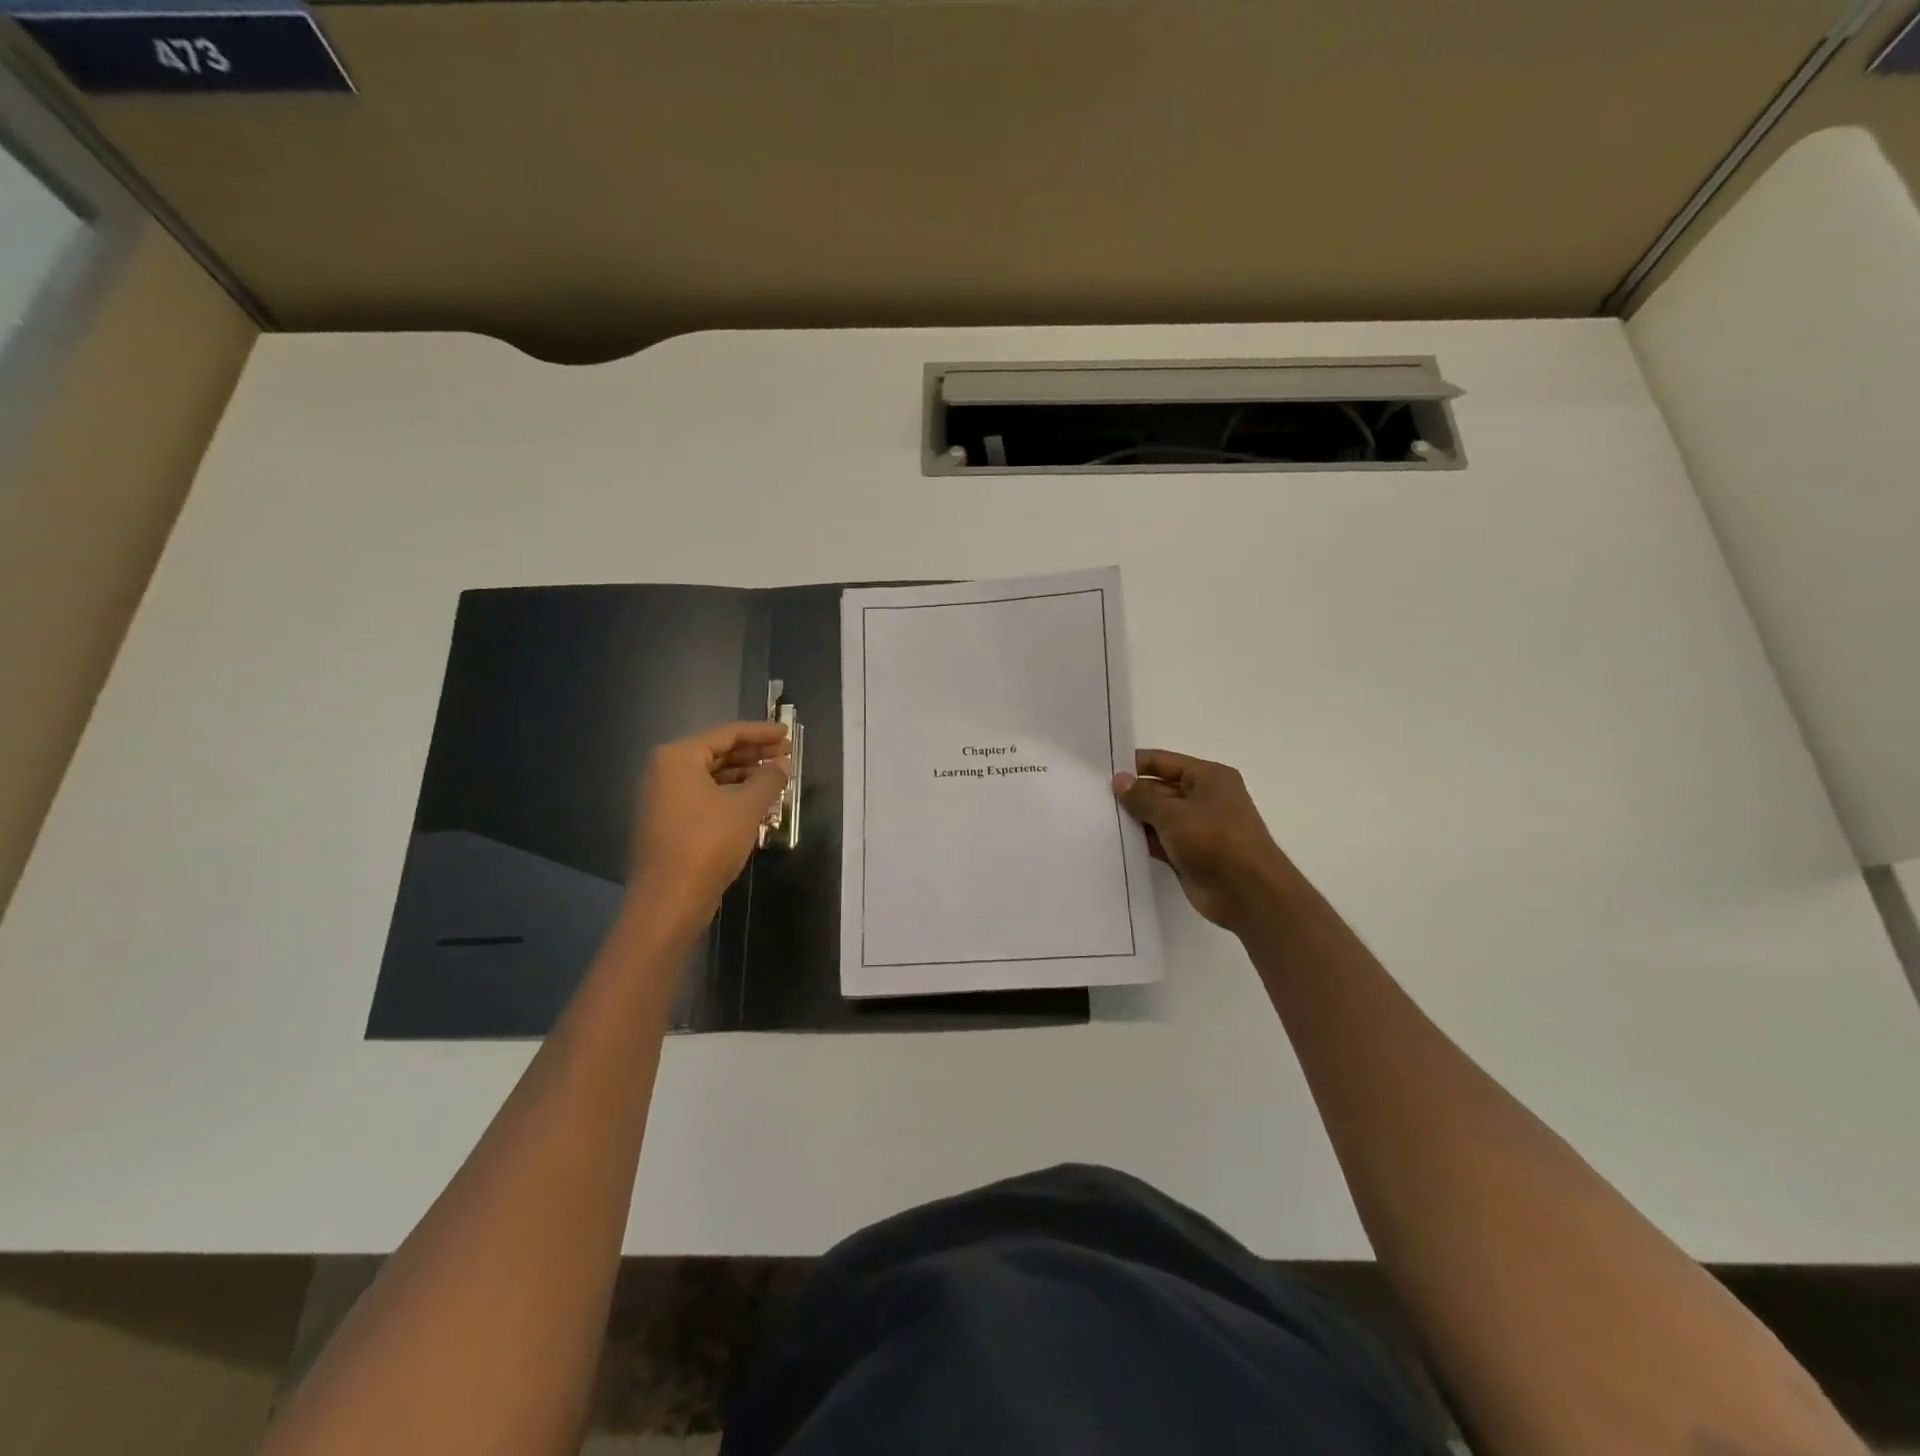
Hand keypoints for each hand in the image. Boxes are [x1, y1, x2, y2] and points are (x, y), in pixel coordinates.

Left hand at [625, 721, 789, 931]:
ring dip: (744, 775)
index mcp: (678, 757)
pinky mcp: (668, 822)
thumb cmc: (707, 844)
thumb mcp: (746, 807)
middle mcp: (665, 771)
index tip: (787, 733)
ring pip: (711, 776)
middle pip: (717, 752)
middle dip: (753, 754)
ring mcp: (663, 798)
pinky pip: (704, 796)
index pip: (727, 734)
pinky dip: (730, 794)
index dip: (761, 733)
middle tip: (786, 754)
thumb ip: (768, 779)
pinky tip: (755, 802)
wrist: (668, 900)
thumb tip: (781, 764)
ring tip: (776, 777)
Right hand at [1113, 749, 1295, 935]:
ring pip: (1159, 817)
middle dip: (1131, 795)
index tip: (1100, 772)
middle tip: (1093, 799)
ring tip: (1098, 820)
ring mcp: (1199, 828)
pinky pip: (1162, 842)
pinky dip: (1144, 842)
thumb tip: (1118, 780)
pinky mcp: (1191, 854)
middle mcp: (1205, 797)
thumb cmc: (1213, 840)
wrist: (1248, 893)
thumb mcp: (1172, 813)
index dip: (1133, 765)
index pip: (1162, 761)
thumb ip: (1141, 797)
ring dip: (1135, 820)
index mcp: (1208, 776)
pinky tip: (1117, 843)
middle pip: (1159, 789)